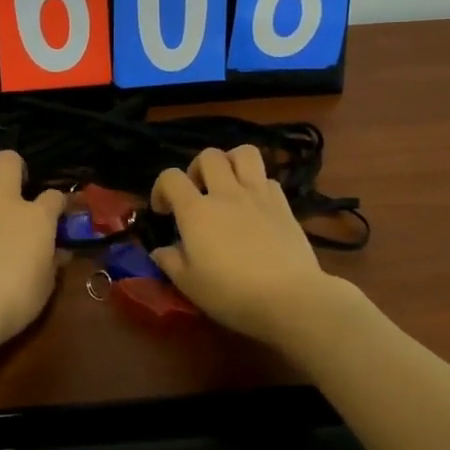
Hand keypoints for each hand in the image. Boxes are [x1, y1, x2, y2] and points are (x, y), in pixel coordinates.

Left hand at [0, 149, 66, 351]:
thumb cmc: (15, 299)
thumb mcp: (45, 285)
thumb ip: (52, 262)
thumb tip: (59, 252)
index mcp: (37, 217)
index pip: (54, 196)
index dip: (58, 204)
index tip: (57, 216)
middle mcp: (5, 203)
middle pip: (8, 161)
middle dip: (15, 167)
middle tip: (17, 186)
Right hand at [150, 146, 333, 341]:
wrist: (289, 297)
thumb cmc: (232, 293)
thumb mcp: (189, 284)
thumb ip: (170, 262)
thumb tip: (160, 251)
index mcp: (196, 211)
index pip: (170, 177)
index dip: (161, 188)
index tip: (163, 211)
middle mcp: (225, 193)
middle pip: (209, 156)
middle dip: (197, 168)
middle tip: (198, 192)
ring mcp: (258, 195)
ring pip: (244, 153)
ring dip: (231, 162)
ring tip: (227, 184)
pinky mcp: (283, 204)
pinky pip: (268, 178)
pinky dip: (257, 184)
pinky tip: (255, 206)